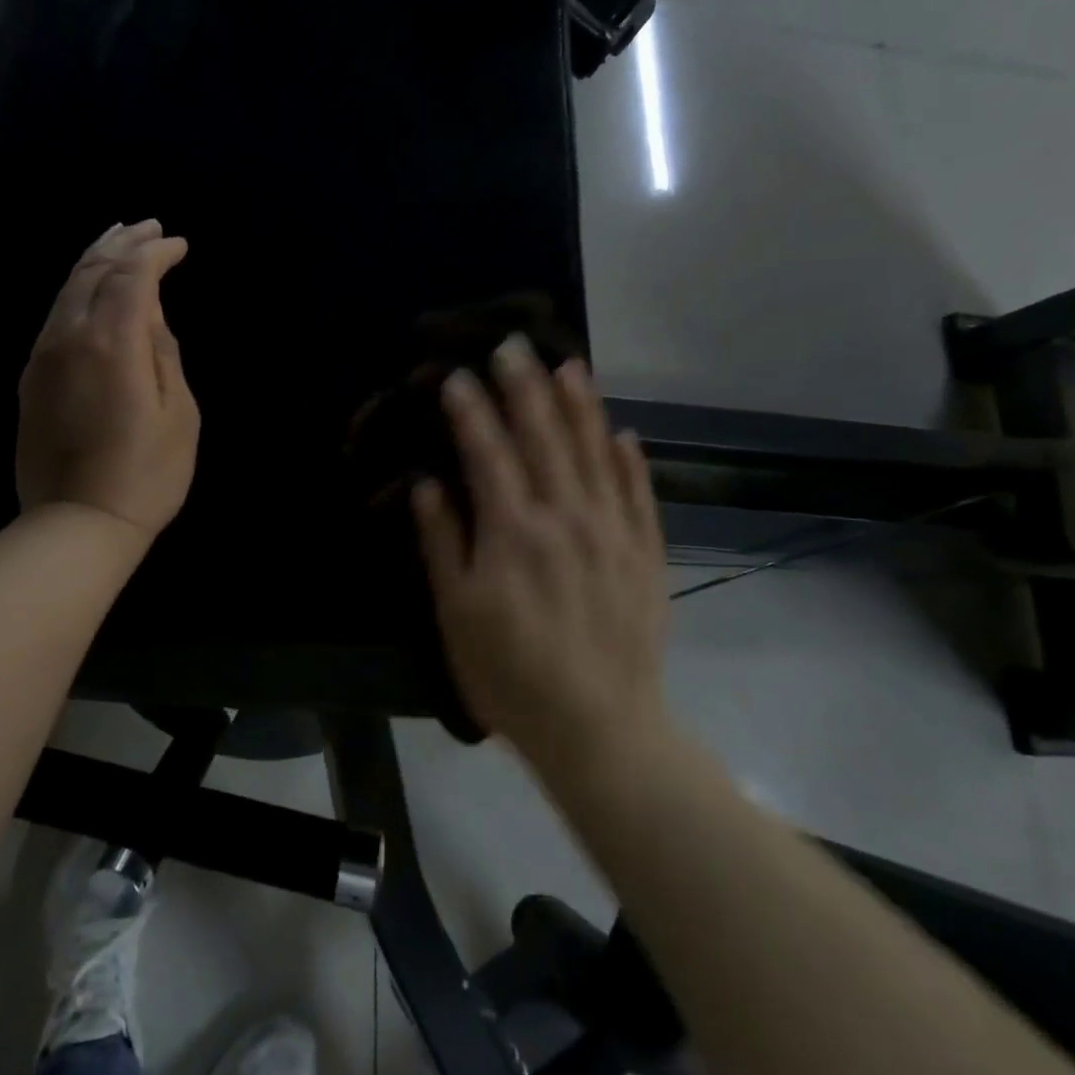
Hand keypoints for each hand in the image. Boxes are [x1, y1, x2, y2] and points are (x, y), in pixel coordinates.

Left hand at [16, 220, 199, 540]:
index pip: (132, 274)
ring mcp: (43, 356)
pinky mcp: (31, 377)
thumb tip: (150, 314)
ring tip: (119, 239)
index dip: (155, 253)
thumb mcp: (179, 413)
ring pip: (67, 288)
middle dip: (122, 242)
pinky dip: (78, 290)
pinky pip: (55, 315)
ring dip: (95, 259)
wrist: (76, 524)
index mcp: (111, 341)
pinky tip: (92, 289)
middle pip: (91, 269)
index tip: (179, 244)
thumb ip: (164, 352)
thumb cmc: (146, 474)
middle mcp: (68, 336)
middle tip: (149, 226)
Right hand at [412, 335, 668, 773]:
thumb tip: (429, 485)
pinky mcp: (645, 555)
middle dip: (525, 388)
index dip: (470, 411)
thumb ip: (443, 543)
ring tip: (570, 366)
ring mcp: (612, 533)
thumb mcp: (458, 614)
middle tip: (513, 345)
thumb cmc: (510, 674)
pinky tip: (625, 434)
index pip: (488, 453)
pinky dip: (631, 461)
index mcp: (513, 531)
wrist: (599, 729)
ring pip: (595, 454)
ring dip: (581, 407)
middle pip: (544, 438)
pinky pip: (639, 495)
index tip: (457, 375)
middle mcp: (566, 517)